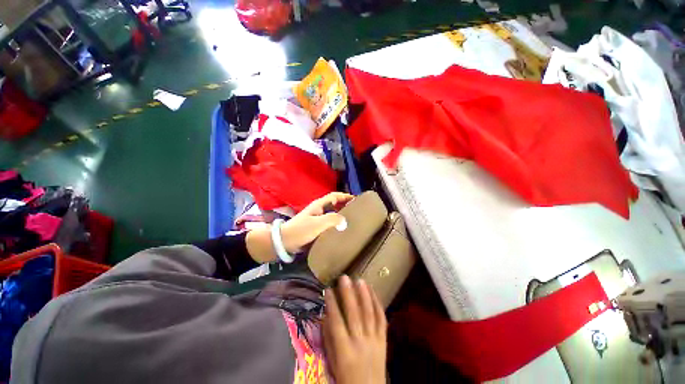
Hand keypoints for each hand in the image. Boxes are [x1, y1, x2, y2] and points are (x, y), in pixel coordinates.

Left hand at [280, 192, 353, 252]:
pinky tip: (340, 229)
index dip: (345, 196)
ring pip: (332, 212)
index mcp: (319, 205)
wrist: (285, 241)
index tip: (356, 199)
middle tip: (356, 210)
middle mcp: (318, 209)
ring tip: (351, 219)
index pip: (335, 196)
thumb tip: (345, 221)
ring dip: (341, 213)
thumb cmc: (301, 230)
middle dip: (344, 204)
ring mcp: (316, 218)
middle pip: (334, 203)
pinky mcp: (315, 226)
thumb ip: (332, 220)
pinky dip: (336, 222)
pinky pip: (328, 222)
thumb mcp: (317, 223)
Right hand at [323, 275, 386, 383]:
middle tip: (344, 278)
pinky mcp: (383, 340)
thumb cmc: (346, 379)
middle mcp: (360, 343)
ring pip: (369, 313)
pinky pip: (381, 319)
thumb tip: (326, 316)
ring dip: (364, 295)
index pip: (336, 323)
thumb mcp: (333, 363)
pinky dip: (377, 304)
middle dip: (348, 294)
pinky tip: (373, 292)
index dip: (331, 304)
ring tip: (360, 280)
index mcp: (344, 351)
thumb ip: (330, 339)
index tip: (328, 289)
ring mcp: (374, 340)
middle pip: (354, 314)